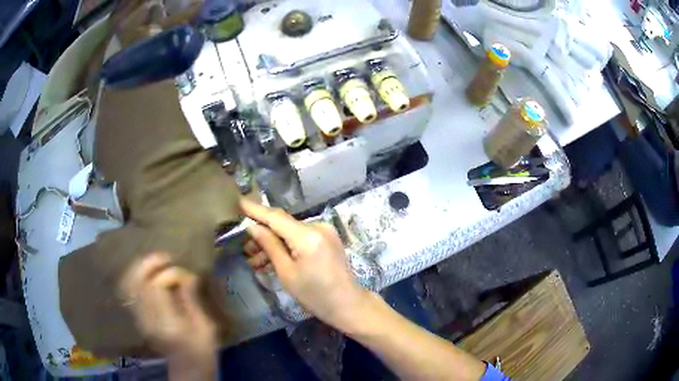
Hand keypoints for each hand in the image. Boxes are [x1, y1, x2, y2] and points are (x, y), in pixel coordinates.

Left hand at [120, 253, 215, 378]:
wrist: (187, 366)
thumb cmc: (202, 349)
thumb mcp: (205, 327)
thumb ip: (192, 301)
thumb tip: (188, 276)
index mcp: (167, 323)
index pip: (156, 287)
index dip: (168, 274)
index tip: (184, 274)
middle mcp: (148, 319)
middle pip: (137, 282)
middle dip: (148, 264)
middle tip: (164, 257)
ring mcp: (139, 318)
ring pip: (129, 284)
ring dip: (140, 268)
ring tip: (155, 261)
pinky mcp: (138, 317)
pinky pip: (130, 290)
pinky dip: (135, 277)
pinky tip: (147, 273)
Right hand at [241, 199, 369, 331]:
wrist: (348, 304)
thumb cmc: (315, 295)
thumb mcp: (287, 273)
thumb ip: (270, 246)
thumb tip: (253, 227)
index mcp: (307, 235)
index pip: (276, 217)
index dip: (256, 210)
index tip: (239, 202)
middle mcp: (318, 226)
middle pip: (283, 224)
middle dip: (263, 234)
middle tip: (245, 248)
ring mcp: (325, 232)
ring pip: (291, 232)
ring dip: (274, 243)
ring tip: (255, 259)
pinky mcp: (327, 239)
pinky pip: (302, 237)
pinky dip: (287, 246)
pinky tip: (273, 259)